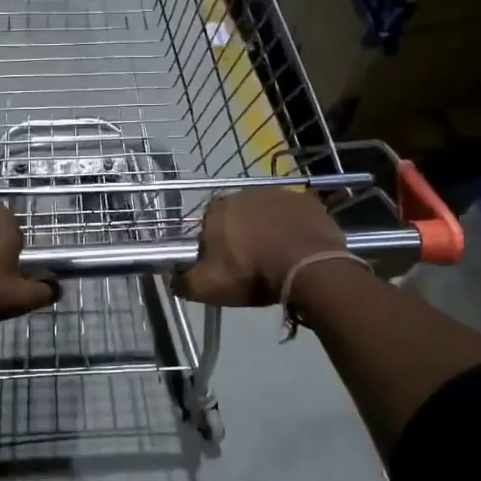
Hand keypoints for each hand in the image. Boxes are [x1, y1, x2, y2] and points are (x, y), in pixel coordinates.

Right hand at [173, 190, 347, 307]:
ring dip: (268, 229)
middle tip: (250, 263)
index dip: (213, 245)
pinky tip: (297, 249)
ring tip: (276, 258)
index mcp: (217, 209)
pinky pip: (294, 215)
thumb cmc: (252, 274)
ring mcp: (280, 194)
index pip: (207, 224)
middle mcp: (245, 193)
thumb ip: (182, 282)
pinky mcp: (307, 201)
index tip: (222, 264)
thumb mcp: (207, 288)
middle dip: (241, 234)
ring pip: (266, 213)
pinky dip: (294, 228)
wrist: (308, 268)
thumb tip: (172, 279)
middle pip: (237, 216)